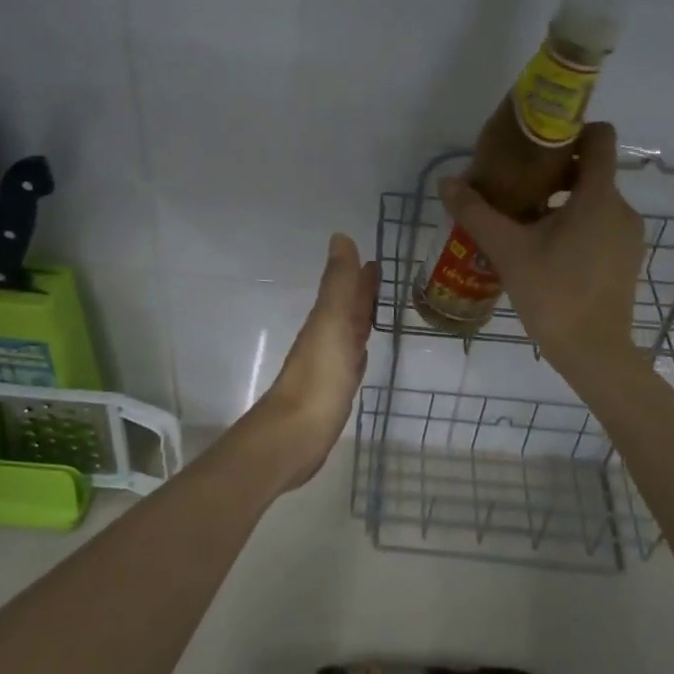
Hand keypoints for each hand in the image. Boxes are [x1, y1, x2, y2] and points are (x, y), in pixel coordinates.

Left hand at [244, 233, 378, 490]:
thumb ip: (338, 283)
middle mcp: (326, 341)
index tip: (374, 260)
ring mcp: (328, 369)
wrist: (295, 436)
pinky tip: (360, 356)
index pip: (346, 292)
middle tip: (378, 278)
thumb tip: (340, 237)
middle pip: (346, 311)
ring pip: (348, 336)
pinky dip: (357, 354)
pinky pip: (349, 365)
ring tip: (374, 310)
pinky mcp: (333, 395)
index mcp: (326, 322)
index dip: (358, 276)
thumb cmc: (319, 378)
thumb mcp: (331, 323)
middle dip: (360, 294)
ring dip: (360, 321)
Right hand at [441, 121, 644, 381]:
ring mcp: (628, 236)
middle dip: (556, 172)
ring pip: (595, 201)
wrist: (593, 351)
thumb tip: (447, 182)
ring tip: (526, 221)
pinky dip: (577, 224)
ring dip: (563, 201)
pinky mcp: (626, 258)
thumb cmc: (552, 293)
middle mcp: (621, 208)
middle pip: (592, 171)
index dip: (572, 130)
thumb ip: (476, 212)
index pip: (599, 138)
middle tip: (517, 186)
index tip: (538, 142)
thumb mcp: (507, 250)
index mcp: (598, 196)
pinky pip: (601, 225)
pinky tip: (547, 249)